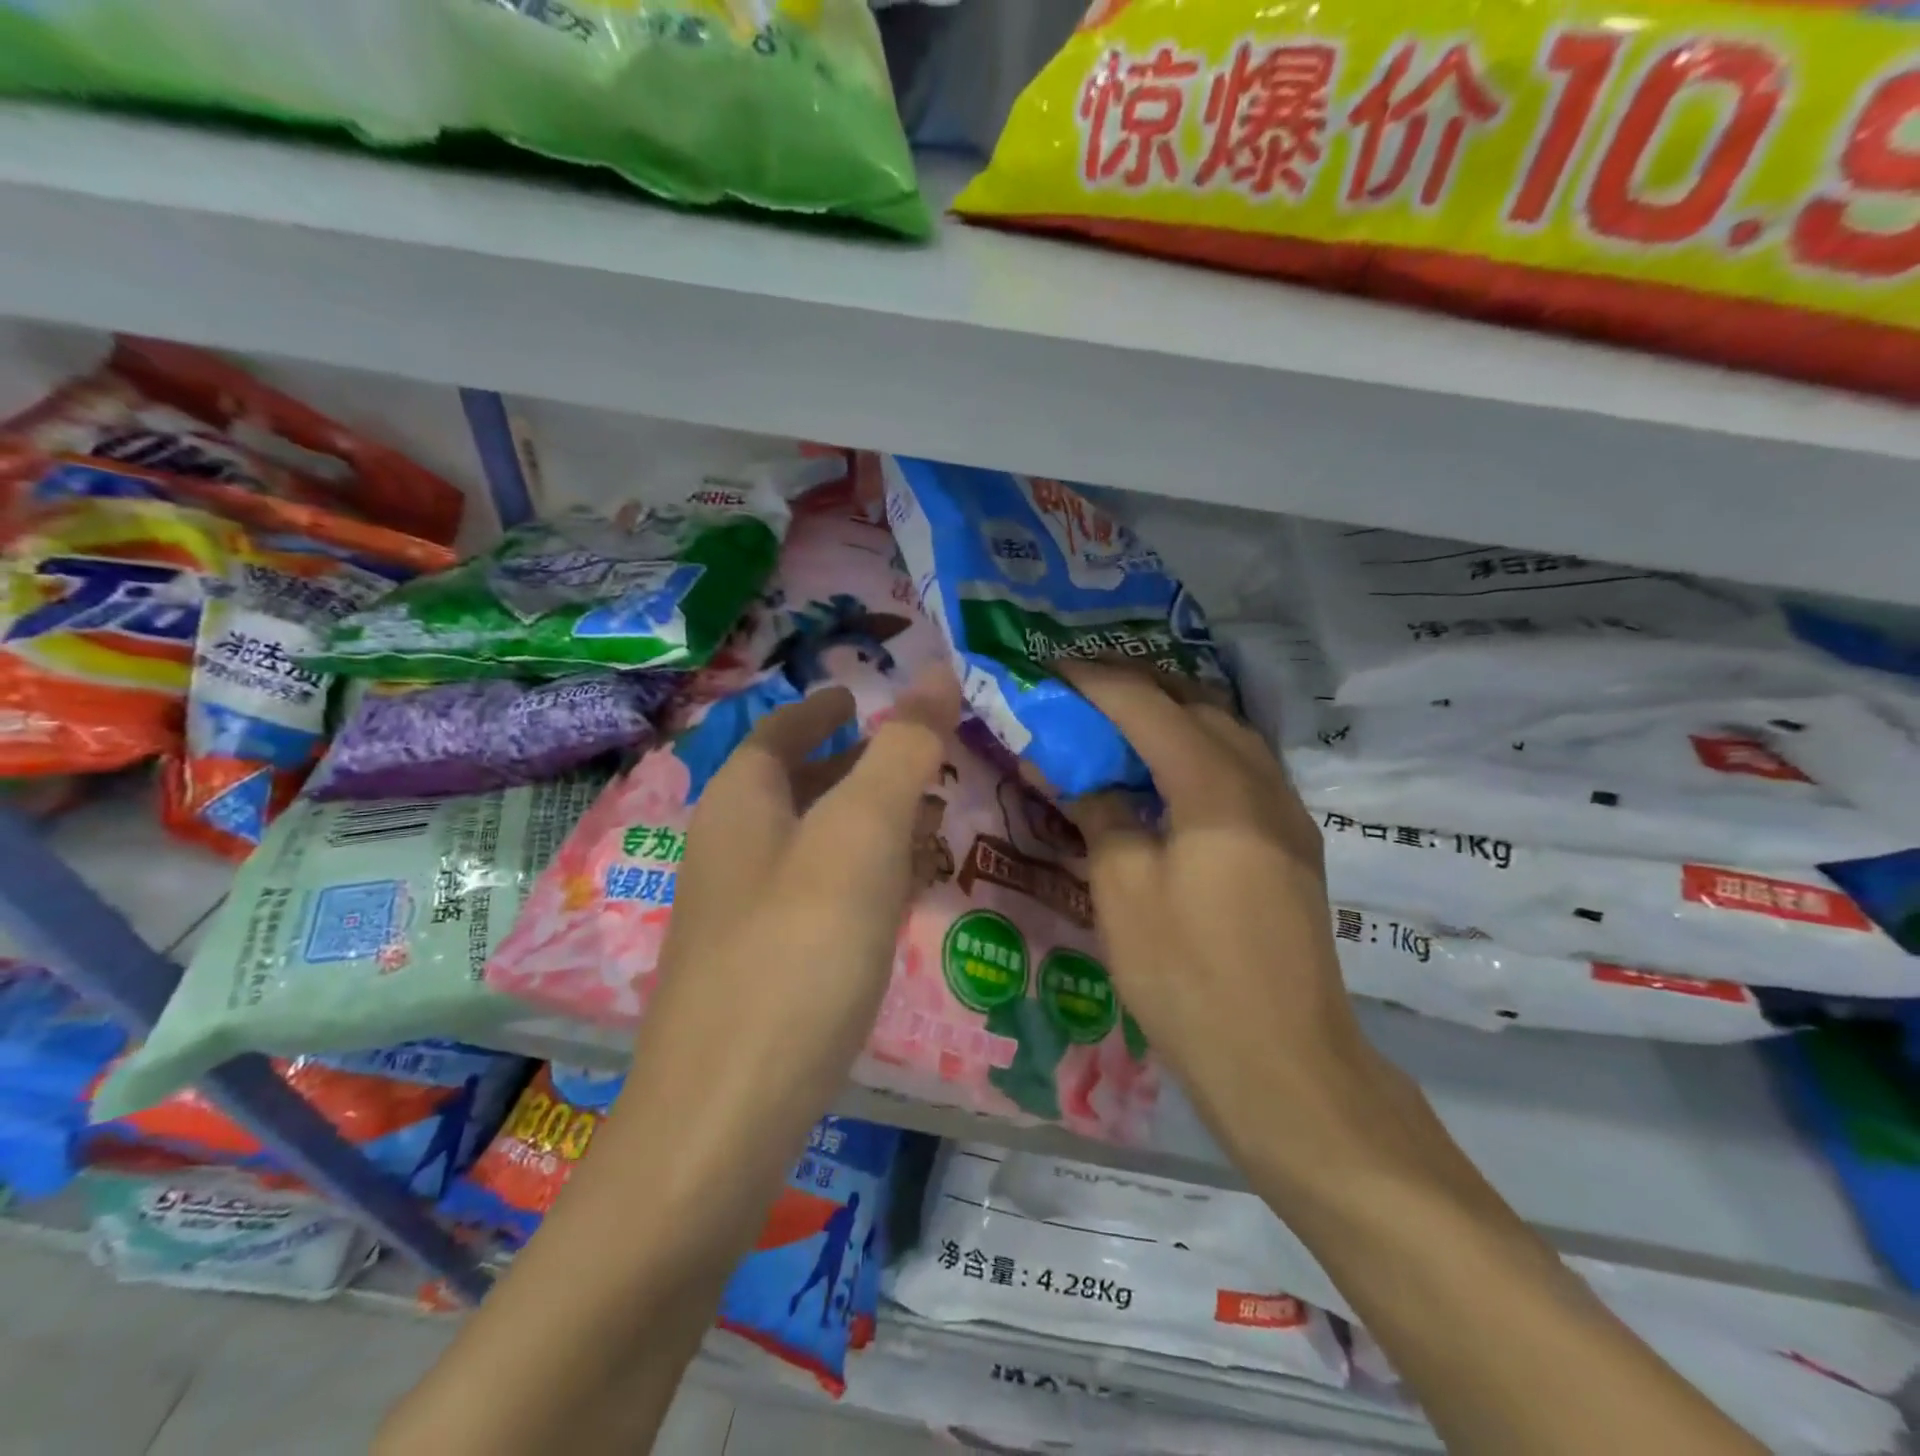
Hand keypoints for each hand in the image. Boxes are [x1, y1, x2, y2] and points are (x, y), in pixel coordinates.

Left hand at [628, 667, 962, 1154]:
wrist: (723, 1120)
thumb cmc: (798, 953)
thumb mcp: (861, 835)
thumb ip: (902, 751)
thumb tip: (937, 671)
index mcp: (740, 803)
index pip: (779, 729)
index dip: (821, 707)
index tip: (861, 694)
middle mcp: (730, 849)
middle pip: (794, 784)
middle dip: (854, 764)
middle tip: (918, 757)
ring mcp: (740, 913)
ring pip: (809, 843)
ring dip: (862, 822)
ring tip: (924, 818)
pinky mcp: (760, 968)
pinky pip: (815, 896)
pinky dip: (858, 877)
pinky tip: (897, 898)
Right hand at [1058, 661, 1389, 1177]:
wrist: (1283, 1064)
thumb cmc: (1188, 976)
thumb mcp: (1122, 892)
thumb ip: (1101, 816)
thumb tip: (1082, 776)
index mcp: (1215, 787)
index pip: (1146, 706)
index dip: (1095, 681)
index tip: (1051, 668)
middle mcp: (1262, 783)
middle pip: (1198, 704)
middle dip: (1138, 685)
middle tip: (1084, 688)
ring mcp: (1287, 813)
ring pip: (1229, 732)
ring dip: (1174, 714)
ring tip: (1122, 721)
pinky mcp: (1293, 844)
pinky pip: (1243, 768)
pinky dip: (1199, 750)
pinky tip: (1169, 775)